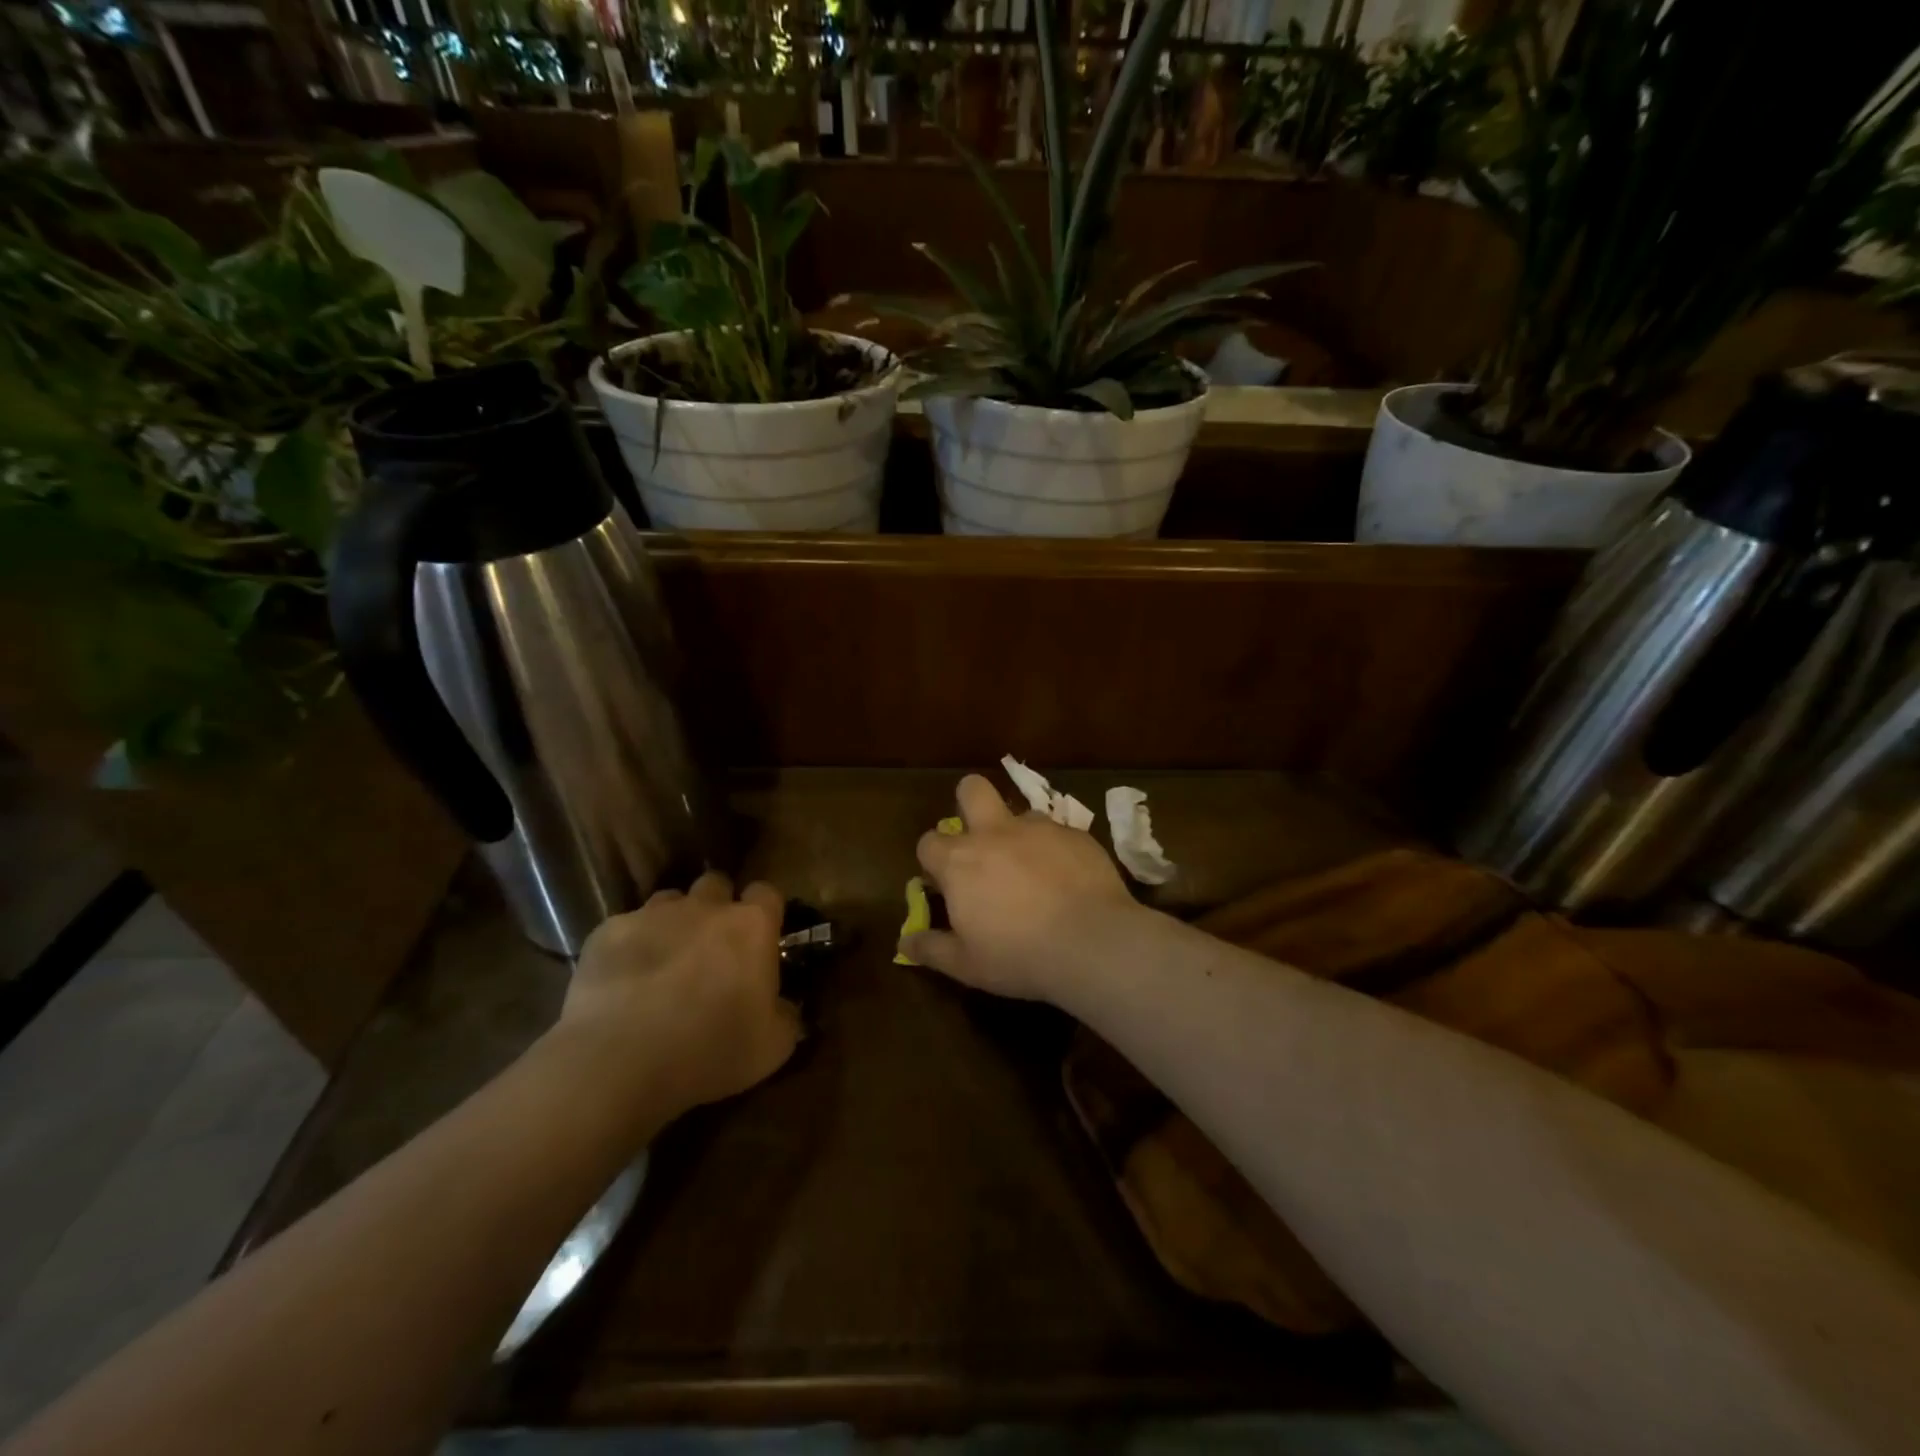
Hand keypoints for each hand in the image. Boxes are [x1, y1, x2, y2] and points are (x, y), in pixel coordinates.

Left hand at [552, 873, 800, 1116]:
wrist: (620, 1061)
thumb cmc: (711, 1049)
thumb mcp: (773, 1047)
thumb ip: (786, 1016)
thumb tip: (784, 1007)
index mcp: (751, 926)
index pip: (767, 893)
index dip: (764, 912)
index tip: (760, 939)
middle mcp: (705, 907)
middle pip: (716, 885)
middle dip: (716, 907)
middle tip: (712, 948)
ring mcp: (652, 915)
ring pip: (669, 901)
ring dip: (673, 923)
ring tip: (666, 962)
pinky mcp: (607, 932)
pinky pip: (624, 929)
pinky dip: (629, 948)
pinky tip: (623, 981)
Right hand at [901, 774, 1137, 1002]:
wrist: (1092, 942)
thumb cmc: (1018, 956)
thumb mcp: (966, 965)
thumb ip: (932, 948)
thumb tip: (905, 942)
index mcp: (960, 861)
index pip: (929, 842)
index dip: (933, 861)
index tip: (945, 884)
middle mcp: (995, 833)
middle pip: (972, 789)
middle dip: (969, 802)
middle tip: (981, 839)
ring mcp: (1039, 828)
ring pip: (1020, 813)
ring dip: (1019, 834)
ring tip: (1034, 870)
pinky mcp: (1076, 834)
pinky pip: (1059, 833)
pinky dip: (1057, 850)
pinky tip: (1069, 880)